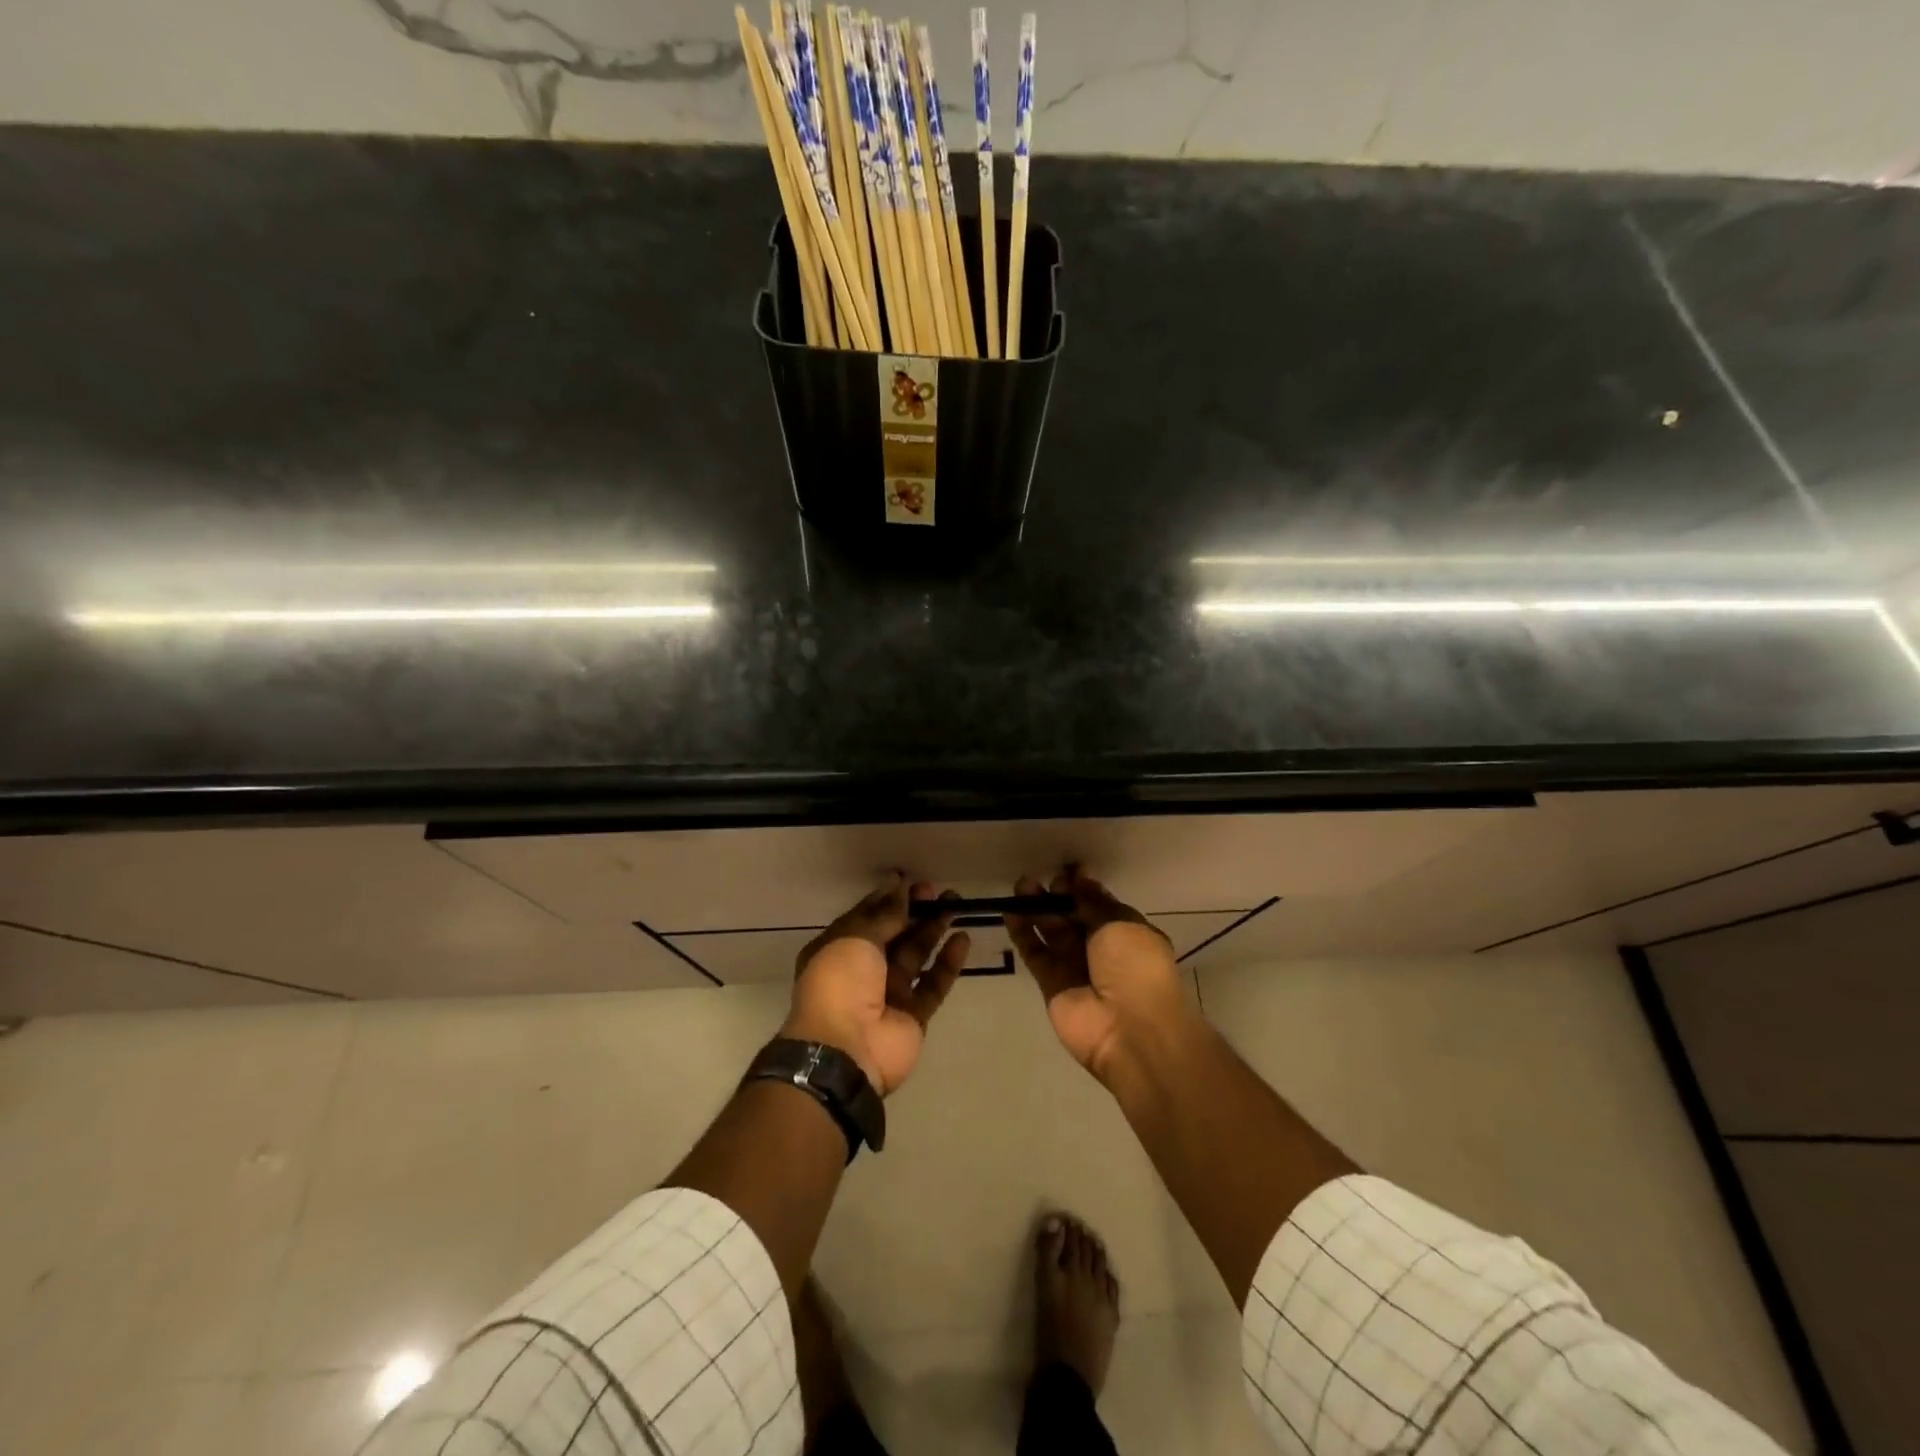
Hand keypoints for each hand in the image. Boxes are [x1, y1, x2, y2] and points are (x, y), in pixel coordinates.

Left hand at [784, 877, 969, 1095]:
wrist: (845, 1051)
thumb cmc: (840, 984)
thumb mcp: (856, 938)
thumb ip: (883, 915)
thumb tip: (898, 884)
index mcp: (837, 950)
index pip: (865, 918)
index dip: (887, 899)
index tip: (909, 880)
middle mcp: (861, 971)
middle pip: (893, 934)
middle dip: (914, 911)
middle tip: (937, 890)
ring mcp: (889, 994)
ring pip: (916, 954)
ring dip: (934, 929)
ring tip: (956, 903)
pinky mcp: (913, 1015)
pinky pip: (933, 983)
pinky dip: (948, 962)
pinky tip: (963, 939)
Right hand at [1005, 866, 1189, 1080]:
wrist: (1131, 1030)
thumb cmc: (1136, 968)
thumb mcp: (1121, 924)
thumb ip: (1094, 902)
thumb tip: (1081, 879)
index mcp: (1127, 933)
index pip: (1100, 904)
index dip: (1083, 887)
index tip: (1067, 870)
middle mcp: (1101, 950)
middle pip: (1073, 916)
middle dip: (1057, 895)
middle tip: (1039, 878)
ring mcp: (1075, 968)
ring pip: (1051, 932)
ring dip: (1036, 909)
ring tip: (1020, 886)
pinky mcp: (1051, 985)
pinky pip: (1035, 953)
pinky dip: (1023, 933)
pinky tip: (1010, 911)